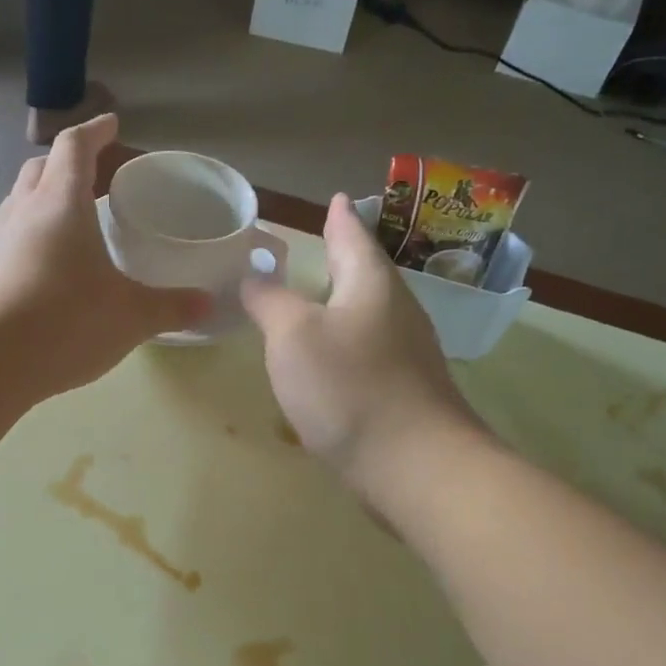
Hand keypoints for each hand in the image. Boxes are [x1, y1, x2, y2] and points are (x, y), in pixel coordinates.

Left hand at [0, 115, 209, 399]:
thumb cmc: (67, 321)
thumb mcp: (131, 316)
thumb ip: (170, 307)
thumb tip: (206, 304)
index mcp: (61, 202)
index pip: (74, 146)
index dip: (95, 130)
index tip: (112, 124)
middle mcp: (25, 212)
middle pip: (41, 168)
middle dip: (68, 163)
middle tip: (96, 175)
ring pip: (21, 201)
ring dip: (46, 198)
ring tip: (74, 218)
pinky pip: (13, 236)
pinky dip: (34, 234)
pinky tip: (51, 264)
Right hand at [241, 194, 485, 495]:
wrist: (412, 465)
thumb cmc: (348, 387)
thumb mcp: (293, 336)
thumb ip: (270, 302)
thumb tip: (253, 276)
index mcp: (371, 285)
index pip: (352, 238)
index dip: (338, 219)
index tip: (334, 200)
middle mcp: (397, 312)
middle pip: (366, 276)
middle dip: (344, 260)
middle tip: (322, 246)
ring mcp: (407, 355)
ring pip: (369, 316)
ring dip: (343, 305)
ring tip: (318, 302)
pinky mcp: (405, 393)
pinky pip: (369, 355)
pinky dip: (346, 347)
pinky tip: (329, 365)